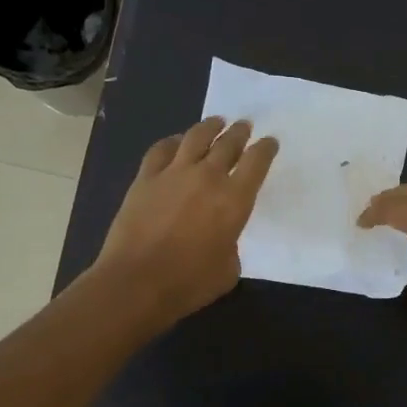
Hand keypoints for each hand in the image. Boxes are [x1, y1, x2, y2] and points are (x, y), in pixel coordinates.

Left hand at [92, 117, 278, 327]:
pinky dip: (172, 142)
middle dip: (240, 132)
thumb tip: (221, 236)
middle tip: (244, 126)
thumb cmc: (189, 283)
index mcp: (235, 199)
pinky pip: (161, 150)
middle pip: (228, 143)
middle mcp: (207, 177)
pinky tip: (176, 142)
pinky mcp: (145, 178)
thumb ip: (231, 244)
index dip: (266, 148)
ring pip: (196, 137)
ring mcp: (173, 173)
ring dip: (210, 127)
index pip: (257, 161)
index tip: (269, 142)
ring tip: (216, 123)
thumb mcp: (228, 269)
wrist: (137, 282)